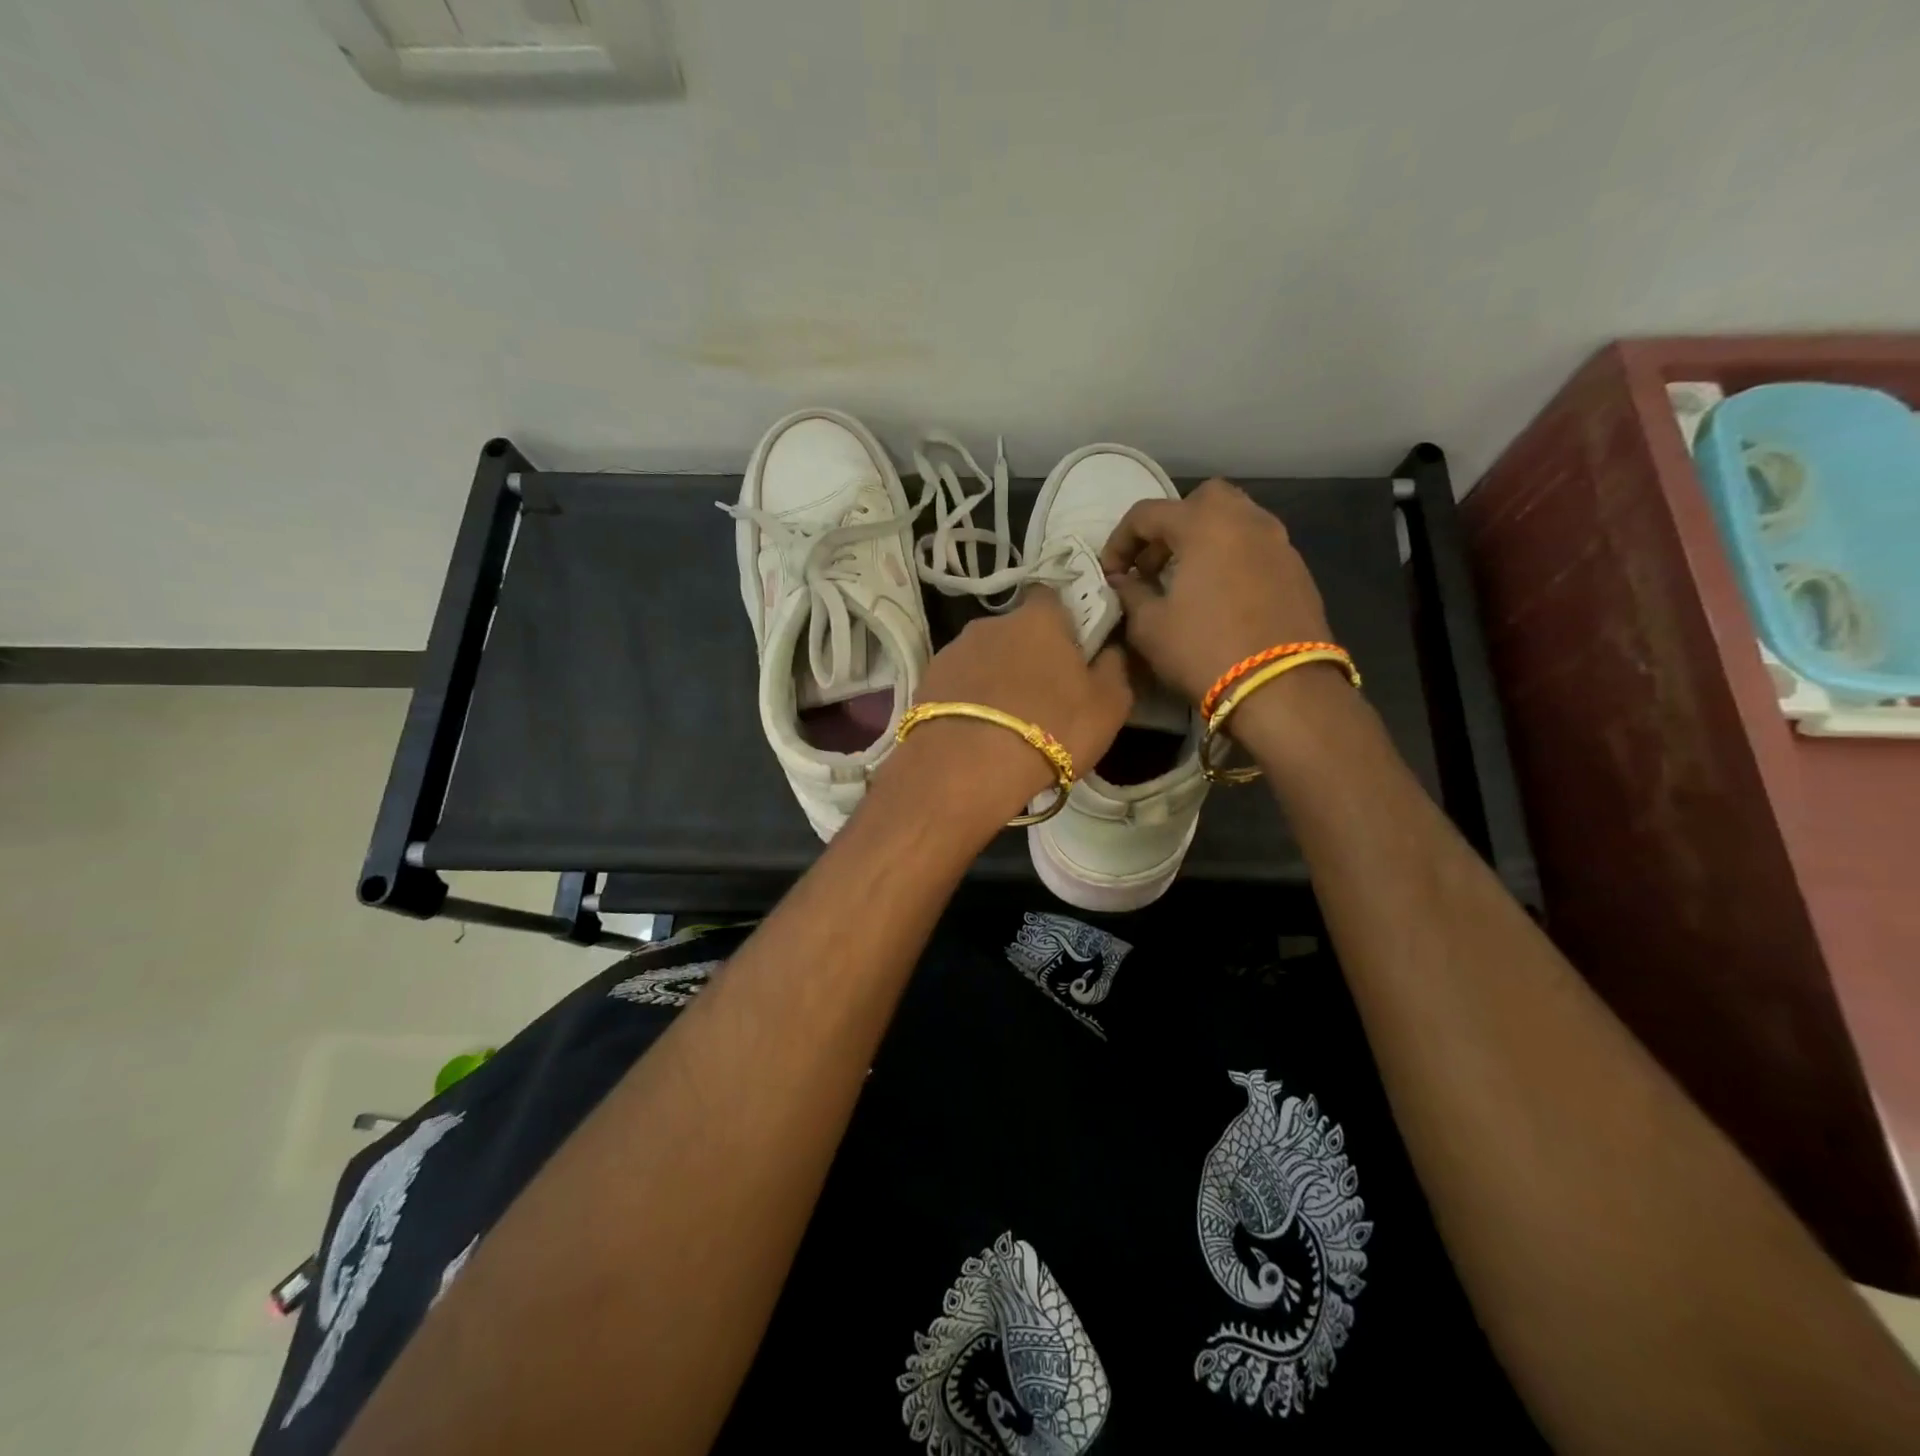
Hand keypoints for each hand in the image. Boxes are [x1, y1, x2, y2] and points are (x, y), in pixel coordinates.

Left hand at [876, 590, 1132, 835]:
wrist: (966, 767)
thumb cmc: (1052, 729)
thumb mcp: (1109, 705)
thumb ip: (1114, 668)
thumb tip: (1109, 648)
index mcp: (1038, 619)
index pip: (1051, 597)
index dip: (1062, 620)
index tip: (1070, 649)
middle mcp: (991, 623)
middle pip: (1015, 630)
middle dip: (1026, 653)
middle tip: (1040, 695)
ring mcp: (953, 650)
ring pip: (983, 657)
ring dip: (994, 678)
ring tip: (1004, 721)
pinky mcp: (927, 681)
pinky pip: (957, 683)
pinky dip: (968, 699)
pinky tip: (976, 731)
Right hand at [1101, 479, 1333, 708]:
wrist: (1282, 688)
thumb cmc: (1204, 650)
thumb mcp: (1150, 627)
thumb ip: (1131, 594)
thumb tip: (1123, 581)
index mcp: (1204, 524)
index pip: (1147, 514)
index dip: (1119, 541)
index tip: (1110, 574)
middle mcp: (1246, 520)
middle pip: (1201, 501)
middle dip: (1171, 526)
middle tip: (1154, 564)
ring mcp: (1279, 543)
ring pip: (1235, 521)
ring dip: (1204, 541)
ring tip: (1186, 581)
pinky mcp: (1298, 570)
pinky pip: (1256, 549)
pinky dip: (1232, 559)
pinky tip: (1220, 598)